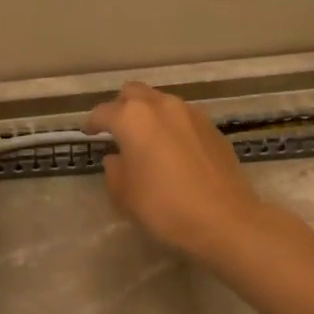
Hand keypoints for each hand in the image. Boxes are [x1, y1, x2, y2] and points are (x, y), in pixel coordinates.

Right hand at [85, 82, 266, 260]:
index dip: (92, 123)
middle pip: (134, 93)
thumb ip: (114, 170)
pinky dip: (172, 126)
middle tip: (117, 130)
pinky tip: (173, 150)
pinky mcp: (212, 127)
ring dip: (149, 114)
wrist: (225, 220)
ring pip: (161, 102)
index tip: (88, 133)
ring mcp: (191, 113)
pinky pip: (183, 117)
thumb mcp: (124, 195)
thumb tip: (117, 158)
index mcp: (133, 118)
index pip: (104, 112)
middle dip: (121, 107)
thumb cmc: (165, 208)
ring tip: (146, 139)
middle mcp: (161, 106)